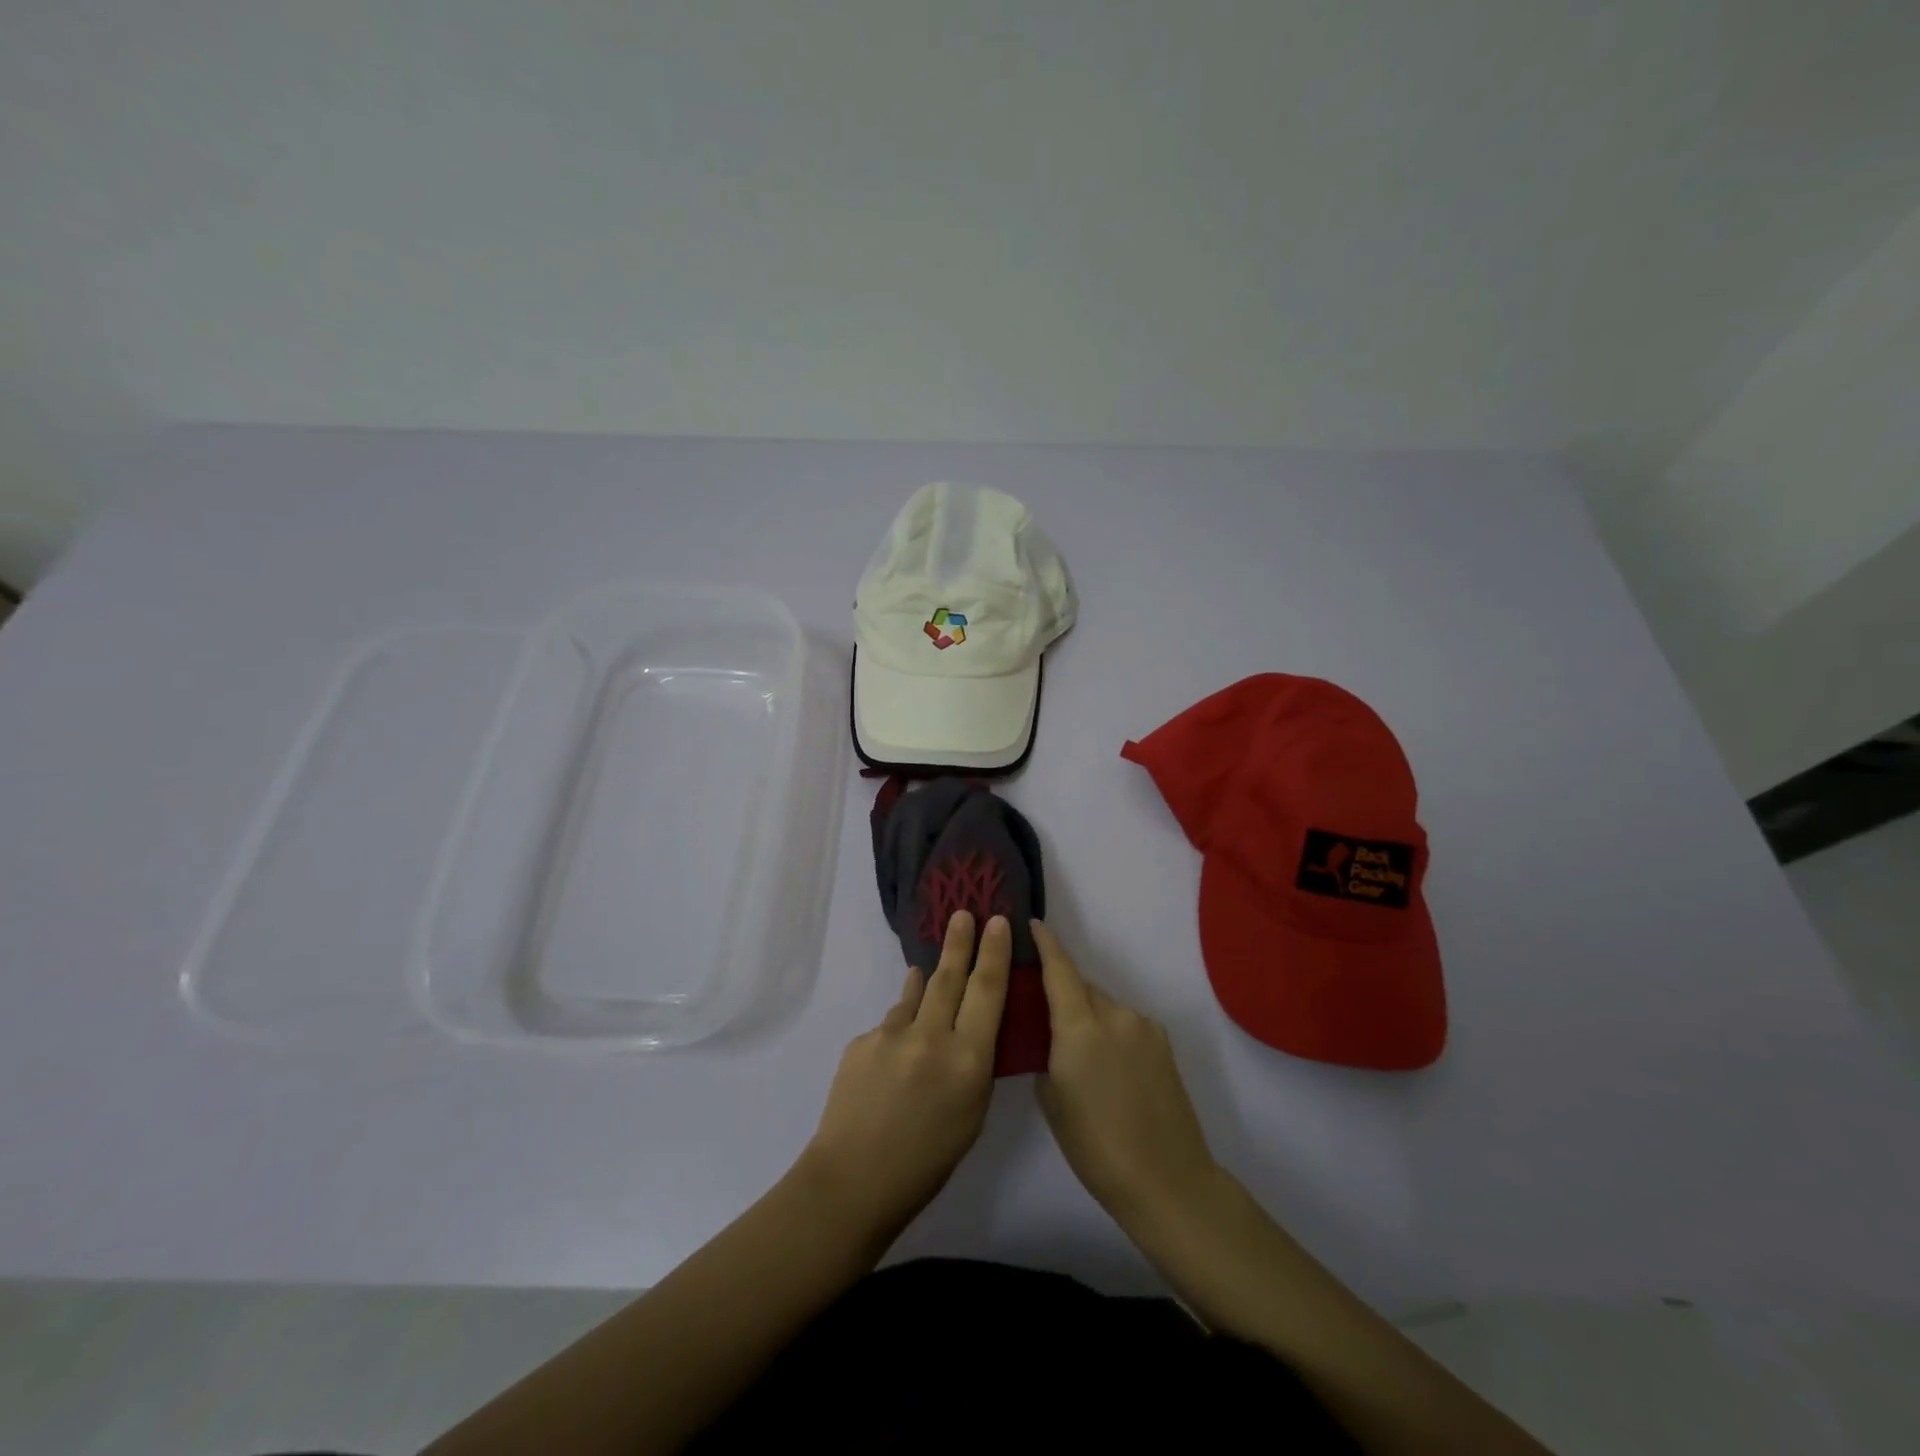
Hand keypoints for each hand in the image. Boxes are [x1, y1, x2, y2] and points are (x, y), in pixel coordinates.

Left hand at [801, 911, 1009, 1233]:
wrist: (853, 1180)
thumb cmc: (927, 1161)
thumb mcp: (971, 1114)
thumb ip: (972, 1064)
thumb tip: (965, 1027)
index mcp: (967, 1060)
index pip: (987, 992)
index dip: (995, 954)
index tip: (998, 922)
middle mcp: (931, 1037)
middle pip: (949, 977)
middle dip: (959, 942)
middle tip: (963, 913)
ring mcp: (891, 1035)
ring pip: (916, 995)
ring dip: (926, 979)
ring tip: (931, 966)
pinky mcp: (861, 1041)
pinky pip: (889, 1025)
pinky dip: (899, 1026)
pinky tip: (898, 1048)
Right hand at [1033, 921, 1221, 1228]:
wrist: (1166, 1179)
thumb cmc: (1095, 1146)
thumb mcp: (1052, 1100)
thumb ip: (1047, 1054)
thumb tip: (1052, 1038)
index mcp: (1080, 1027)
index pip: (1059, 969)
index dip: (1046, 944)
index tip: (1033, 923)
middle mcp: (1114, 1015)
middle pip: (1082, 988)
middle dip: (1064, 994)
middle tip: (1047, 1020)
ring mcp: (1144, 1027)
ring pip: (1106, 1006)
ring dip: (1090, 1017)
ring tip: (1083, 1056)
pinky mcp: (1164, 1042)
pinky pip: (1127, 1023)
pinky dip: (1113, 1032)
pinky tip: (1112, 1068)